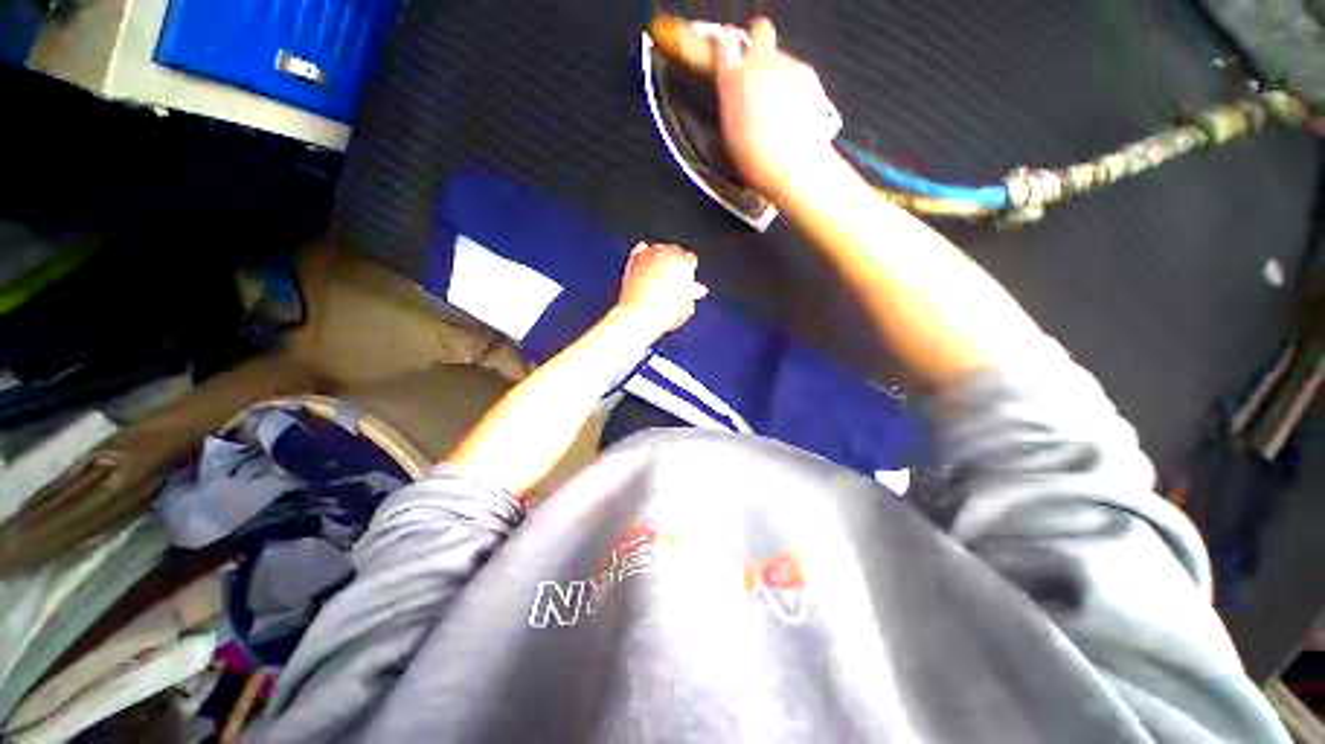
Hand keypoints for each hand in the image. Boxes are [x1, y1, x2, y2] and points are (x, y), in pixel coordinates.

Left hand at [614, 242, 708, 336]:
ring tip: (658, 274)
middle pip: (674, 251)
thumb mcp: (686, 307)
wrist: (639, 315)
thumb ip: (691, 295)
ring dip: (660, 258)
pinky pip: (640, 250)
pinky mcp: (634, 259)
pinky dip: (644, 254)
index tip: (686, 278)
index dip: (688, 270)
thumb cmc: (664, 314)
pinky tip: (645, 263)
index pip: (690, 259)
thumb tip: (691, 291)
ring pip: (658, 249)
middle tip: (672, 278)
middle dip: (675, 264)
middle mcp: (668, 253)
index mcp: (685, 262)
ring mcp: (650, 254)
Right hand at [714, 18, 839, 198]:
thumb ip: (731, 100)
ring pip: (780, 58)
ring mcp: (787, 66)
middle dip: (758, 42)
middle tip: (757, 68)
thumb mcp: (731, 132)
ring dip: (777, 74)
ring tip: (778, 108)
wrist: (794, 166)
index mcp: (733, 80)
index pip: (725, 42)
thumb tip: (734, 89)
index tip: (728, 52)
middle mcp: (760, 65)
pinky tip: (793, 111)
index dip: (727, 46)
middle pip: (761, 31)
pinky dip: (794, 86)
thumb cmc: (756, 160)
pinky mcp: (808, 74)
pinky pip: (796, 72)